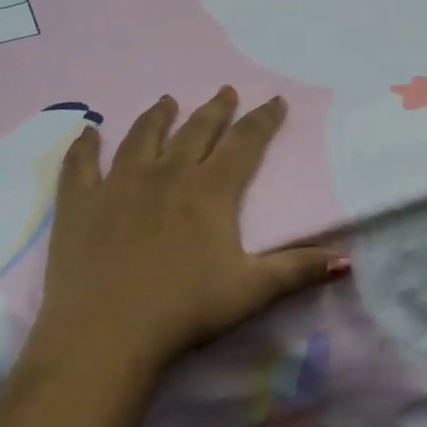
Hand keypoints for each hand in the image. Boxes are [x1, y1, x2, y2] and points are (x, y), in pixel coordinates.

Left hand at [28, 88, 346, 376]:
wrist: (105, 335)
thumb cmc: (184, 311)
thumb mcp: (251, 291)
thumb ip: (298, 270)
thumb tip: (346, 260)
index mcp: (210, 191)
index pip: (244, 144)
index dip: (263, 120)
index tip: (274, 100)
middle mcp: (167, 175)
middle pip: (196, 131)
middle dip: (215, 110)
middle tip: (225, 91)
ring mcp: (119, 184)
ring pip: (142, 137)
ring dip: (157, 116)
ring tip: (166, 100)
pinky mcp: (80, 204)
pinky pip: (81, 164)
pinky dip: (84, 145)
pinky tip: (88, 130)